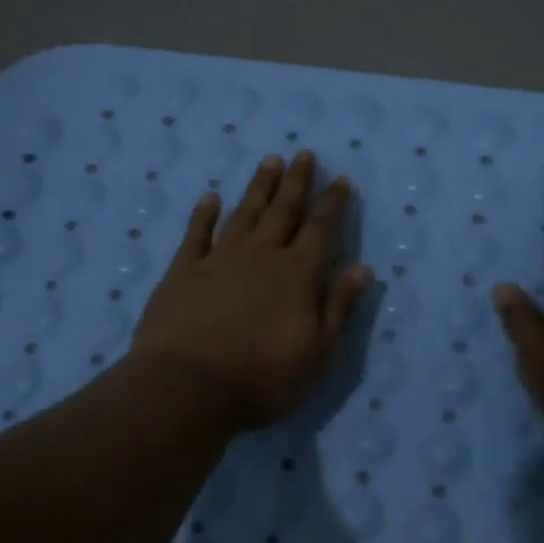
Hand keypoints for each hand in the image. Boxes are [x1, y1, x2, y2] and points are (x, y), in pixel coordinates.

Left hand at [130, 152, 372, 429]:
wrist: (188, 388)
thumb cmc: (262, 378)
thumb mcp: (318, 353)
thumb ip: (339, 307)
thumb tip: (361, 268)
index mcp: (296, 275)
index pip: (320, 229)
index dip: (332, 204)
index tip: (340, 180)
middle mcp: (260, 256)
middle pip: (282, 211)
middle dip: (296, 182)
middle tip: (304, 154)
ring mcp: (218, 260)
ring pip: (244, 213)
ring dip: (259, 187)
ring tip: (270, 161)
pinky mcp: (182, 272)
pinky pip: (196, 234)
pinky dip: (204, 214)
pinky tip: (210, 198)